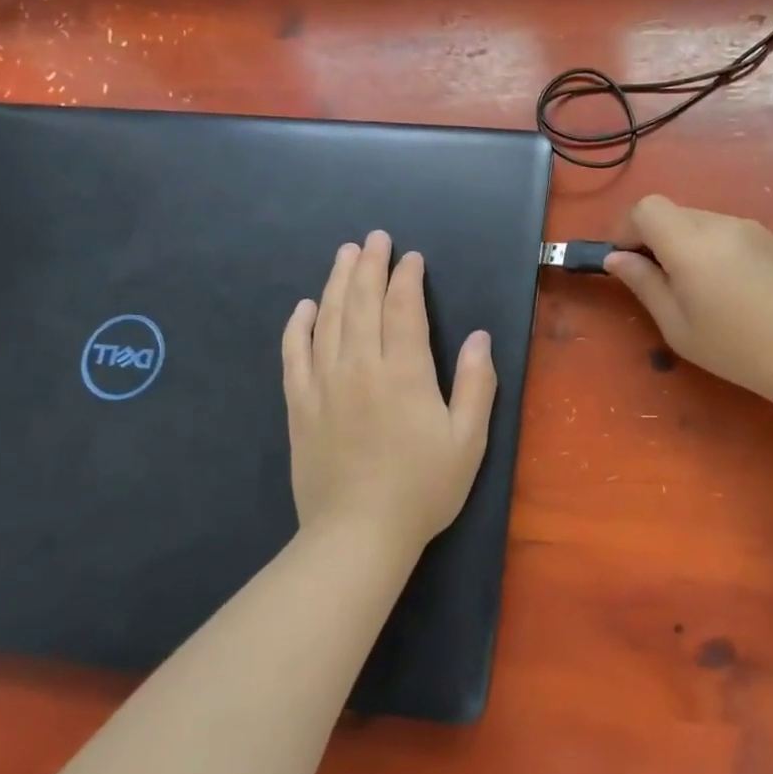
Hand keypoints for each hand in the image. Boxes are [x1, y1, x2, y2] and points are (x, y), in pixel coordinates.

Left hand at [282, 231, 496, 553]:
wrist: (357, 535)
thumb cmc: (422, 488)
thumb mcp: (468, 440)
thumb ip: (475, 384)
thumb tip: (478, 337)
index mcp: (404, 372)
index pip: (404, 308)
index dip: (407, 278)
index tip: (411, 257)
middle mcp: (360, 367)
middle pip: (363, 302)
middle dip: (370, 265)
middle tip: (375, 238)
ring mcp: (324, 384)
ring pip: (329, 318)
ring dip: (337, 281)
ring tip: (345, 254)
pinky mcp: (299, 405)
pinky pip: (294, 354)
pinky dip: (298, 325)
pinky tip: (304, 306)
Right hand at [605, 195, 772, 410]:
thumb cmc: (736, 349)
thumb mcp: (677, 326)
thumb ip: (643, 284)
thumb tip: (615, 258)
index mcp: (691, 245)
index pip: (646, 208)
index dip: (626, 228)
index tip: (624, 260)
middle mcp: (719, 224)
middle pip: (671, 212)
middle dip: (652, 237)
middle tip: (655, 280)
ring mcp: (748, 227)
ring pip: (697, 220)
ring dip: (681, 242)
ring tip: (693, 287)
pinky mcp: (768, 237)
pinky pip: (723, 230)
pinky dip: (708, 246)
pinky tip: (724, 285)